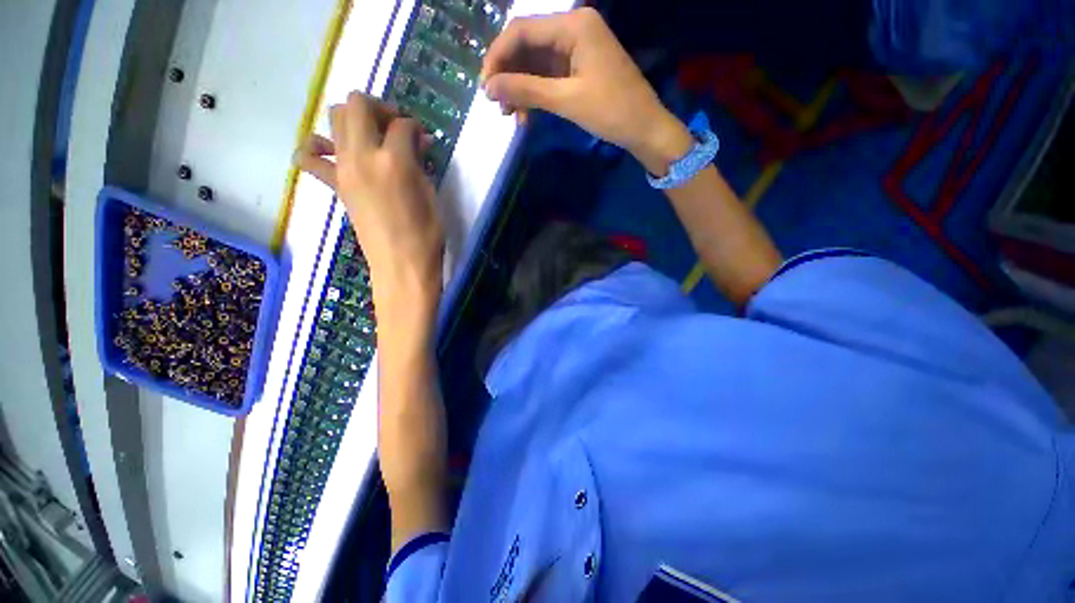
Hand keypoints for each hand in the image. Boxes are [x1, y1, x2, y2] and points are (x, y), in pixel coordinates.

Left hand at [295, 93, 443, 326]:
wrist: (402, 267)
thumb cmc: (427, 236)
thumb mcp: (431, 196)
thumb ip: (421, 165)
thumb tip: (418, 144)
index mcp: (395, 161)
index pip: (402, 124)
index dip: (415, 127)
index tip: (424, 139)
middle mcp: (363, 156)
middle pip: (357, 105)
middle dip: (379, 107)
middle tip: (395, 126)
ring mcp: (343, 169)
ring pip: (334, 119)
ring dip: (354, 119)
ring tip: (372, 137)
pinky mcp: (335, 185)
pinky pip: (310, 157)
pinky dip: (317, 147)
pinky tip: (334, 153)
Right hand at [481, 8, 691, 173]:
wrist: (644, 128)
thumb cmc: (611, 111)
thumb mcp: (566, 100)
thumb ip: (526, 90)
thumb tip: (489, 88)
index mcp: (574, 25)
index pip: (522, 31)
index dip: (497, 57)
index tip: (484, 87)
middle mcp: (573, 28)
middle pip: (527, 45)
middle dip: (508, 75)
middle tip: (496, 104)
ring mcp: (577, 48)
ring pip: (535, 63)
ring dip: (520, 88)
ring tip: (510, 115)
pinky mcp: (578, 67)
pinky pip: (548, 76)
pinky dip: (535, 94)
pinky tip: (526, 114)